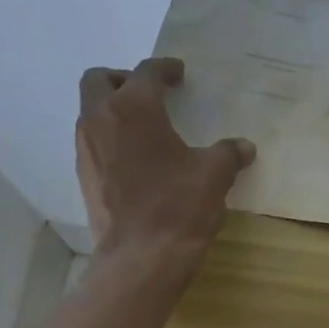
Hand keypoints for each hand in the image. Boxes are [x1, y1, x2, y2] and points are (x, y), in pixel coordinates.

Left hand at [76, 57, 254, 258]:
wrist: (141, 259)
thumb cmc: (179, 208)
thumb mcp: (214, 176)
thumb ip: (228, 154)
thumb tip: (243, 147)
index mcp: (134, 108)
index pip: (146, 72)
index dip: (165, 69)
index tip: (178, 73)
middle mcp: (101, 120)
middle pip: (100, 80)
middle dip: (124, 79)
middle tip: (150, 93)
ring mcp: (87, 150)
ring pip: (91, 111)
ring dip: (113, 109)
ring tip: (144, 127)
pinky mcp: (85, 178)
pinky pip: (93, 143)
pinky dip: (111, 139)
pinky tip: (136, 160)